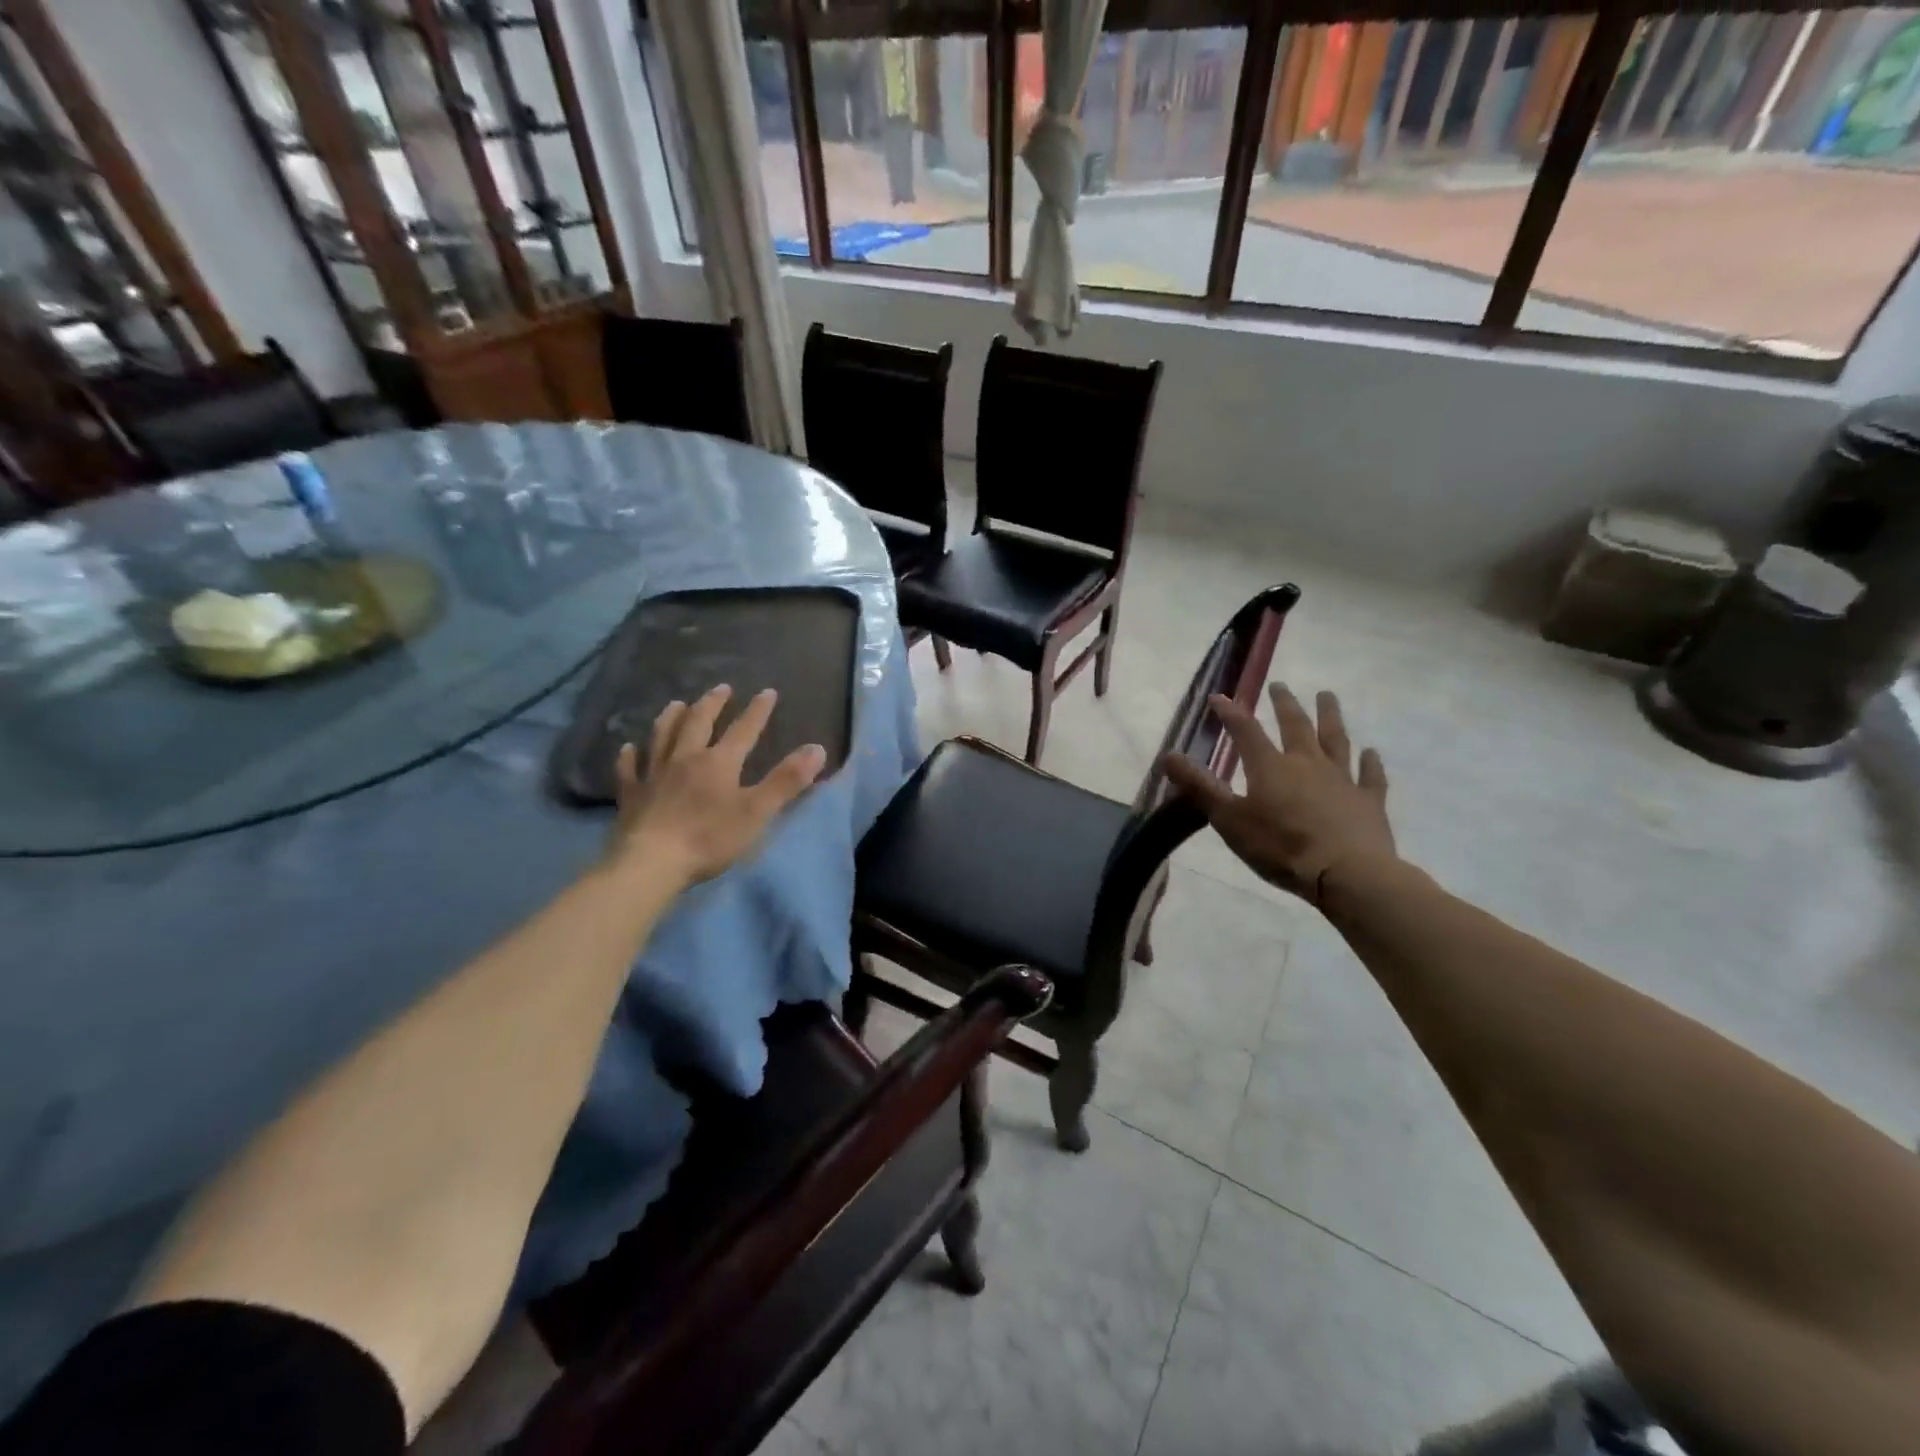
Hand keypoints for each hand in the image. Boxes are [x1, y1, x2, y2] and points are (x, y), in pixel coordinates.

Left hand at [606, 685, 825, 888]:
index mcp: (719, 762)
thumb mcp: (758, 811)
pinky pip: (629, 769)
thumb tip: (817, 748)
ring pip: (662, 737)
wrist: (651, 863)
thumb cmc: (710, 838)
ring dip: (671, 718)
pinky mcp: (631, 795)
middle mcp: (685, 758)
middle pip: (698, 723)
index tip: (768, 692)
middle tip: (721, 688)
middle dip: (712, 704)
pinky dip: (629, 756)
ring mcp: (654, 775)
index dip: (757, 711)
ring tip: (677, 704)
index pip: (743, 730)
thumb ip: (787, 780)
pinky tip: (628, 748)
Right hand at [1163, 684, 1394, 904]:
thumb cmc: (1280, 847)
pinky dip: (1370, 763)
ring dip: (1330, 716)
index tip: (1220, 697)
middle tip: (1280, 686)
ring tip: (1327, 696)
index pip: (1246, 731)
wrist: (1346, 874)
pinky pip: (1370, 776)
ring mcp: (1342, 780)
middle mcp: (1307, 763)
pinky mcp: (1369, 802)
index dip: (1231, 713)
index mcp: (1270, 767)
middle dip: (1285, 704)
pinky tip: (1371, 753)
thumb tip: (1167, 755)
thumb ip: (1200, 786)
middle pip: (1296, 726)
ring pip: (1336, 740)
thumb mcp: (1229, 819)